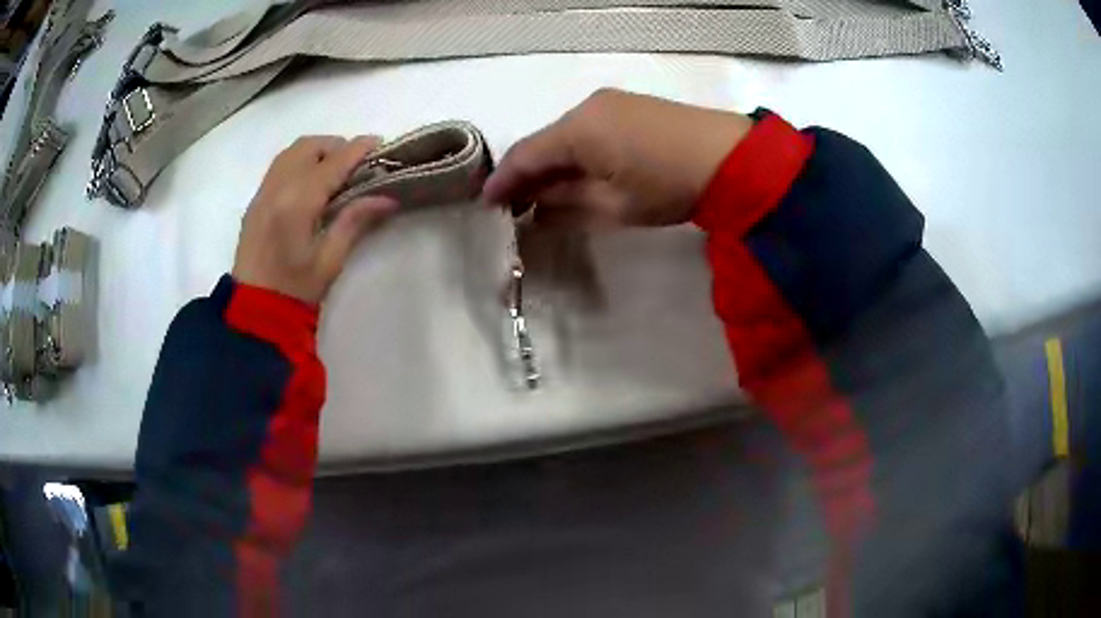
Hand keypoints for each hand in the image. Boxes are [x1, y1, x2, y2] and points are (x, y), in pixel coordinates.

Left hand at [233, 136, 397, 303]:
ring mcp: (263, 192)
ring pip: (292, 151)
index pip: (333, 162)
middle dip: (337, 147)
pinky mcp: (256, 200)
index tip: (380, 144)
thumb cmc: (294, 291)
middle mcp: (278, 187)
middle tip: (356, 166)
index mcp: (297, 203)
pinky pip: (280, 165)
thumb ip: (355, 221)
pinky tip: (311, 183)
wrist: (253, 311)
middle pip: (310, 146)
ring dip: (317, 151)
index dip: (359, 149)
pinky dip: (300, 162)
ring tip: (334, 171)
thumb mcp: (330, 260)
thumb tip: (388, 197)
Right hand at [483, 89, 752, 227]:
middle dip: (526, 173)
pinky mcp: (629, 106)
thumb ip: (567, 202)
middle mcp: (587, 107)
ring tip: (542, 194)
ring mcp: (610, 103)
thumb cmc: (669, 186)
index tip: (485, 203)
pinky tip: (577, 172)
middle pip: (544, 143)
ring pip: (566, 135)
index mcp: (578, 130)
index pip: (526, 155)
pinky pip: (588, 129)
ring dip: (552, 163)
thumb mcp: (614, 206)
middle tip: (513, 204)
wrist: (731, 158)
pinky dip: (575, 152)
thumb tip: (536, 203)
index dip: (503, 181)